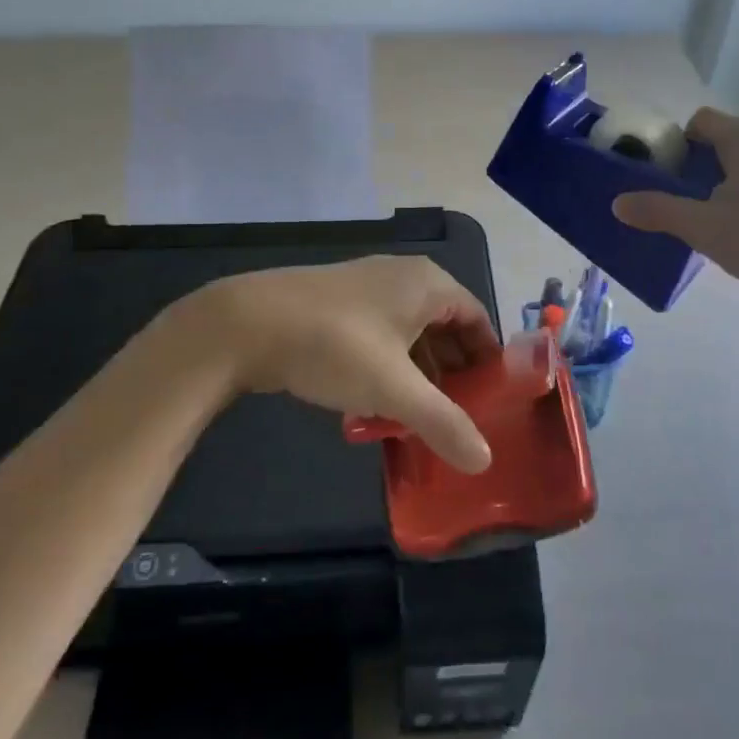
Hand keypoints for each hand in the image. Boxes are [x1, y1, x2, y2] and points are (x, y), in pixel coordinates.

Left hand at [190, 256, 499, 471]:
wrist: (246, 324)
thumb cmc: (336, 345)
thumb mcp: (395, 389)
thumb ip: (443, 423)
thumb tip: (485, 461)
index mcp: (427, 284)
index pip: (477, 319)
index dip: (488, 360)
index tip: (492, 402)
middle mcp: (401, 277)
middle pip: (444, 326)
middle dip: (452, 373)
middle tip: (457, 418)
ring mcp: (365, 288)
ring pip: (408, 335)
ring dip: (417, 376)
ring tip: (418, 421)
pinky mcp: (335, 304)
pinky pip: (378, 337)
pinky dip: (386, 369)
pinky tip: (375, 406)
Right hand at [611, 109, 738, 301]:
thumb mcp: (701, 228)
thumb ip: (657, 211)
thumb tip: (617, 204)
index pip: (699, 121)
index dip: (679, 147)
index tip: (675, 180)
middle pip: (726, 135)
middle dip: (706, 163)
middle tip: (697, 202)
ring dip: (735, 172)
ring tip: (729, 212)